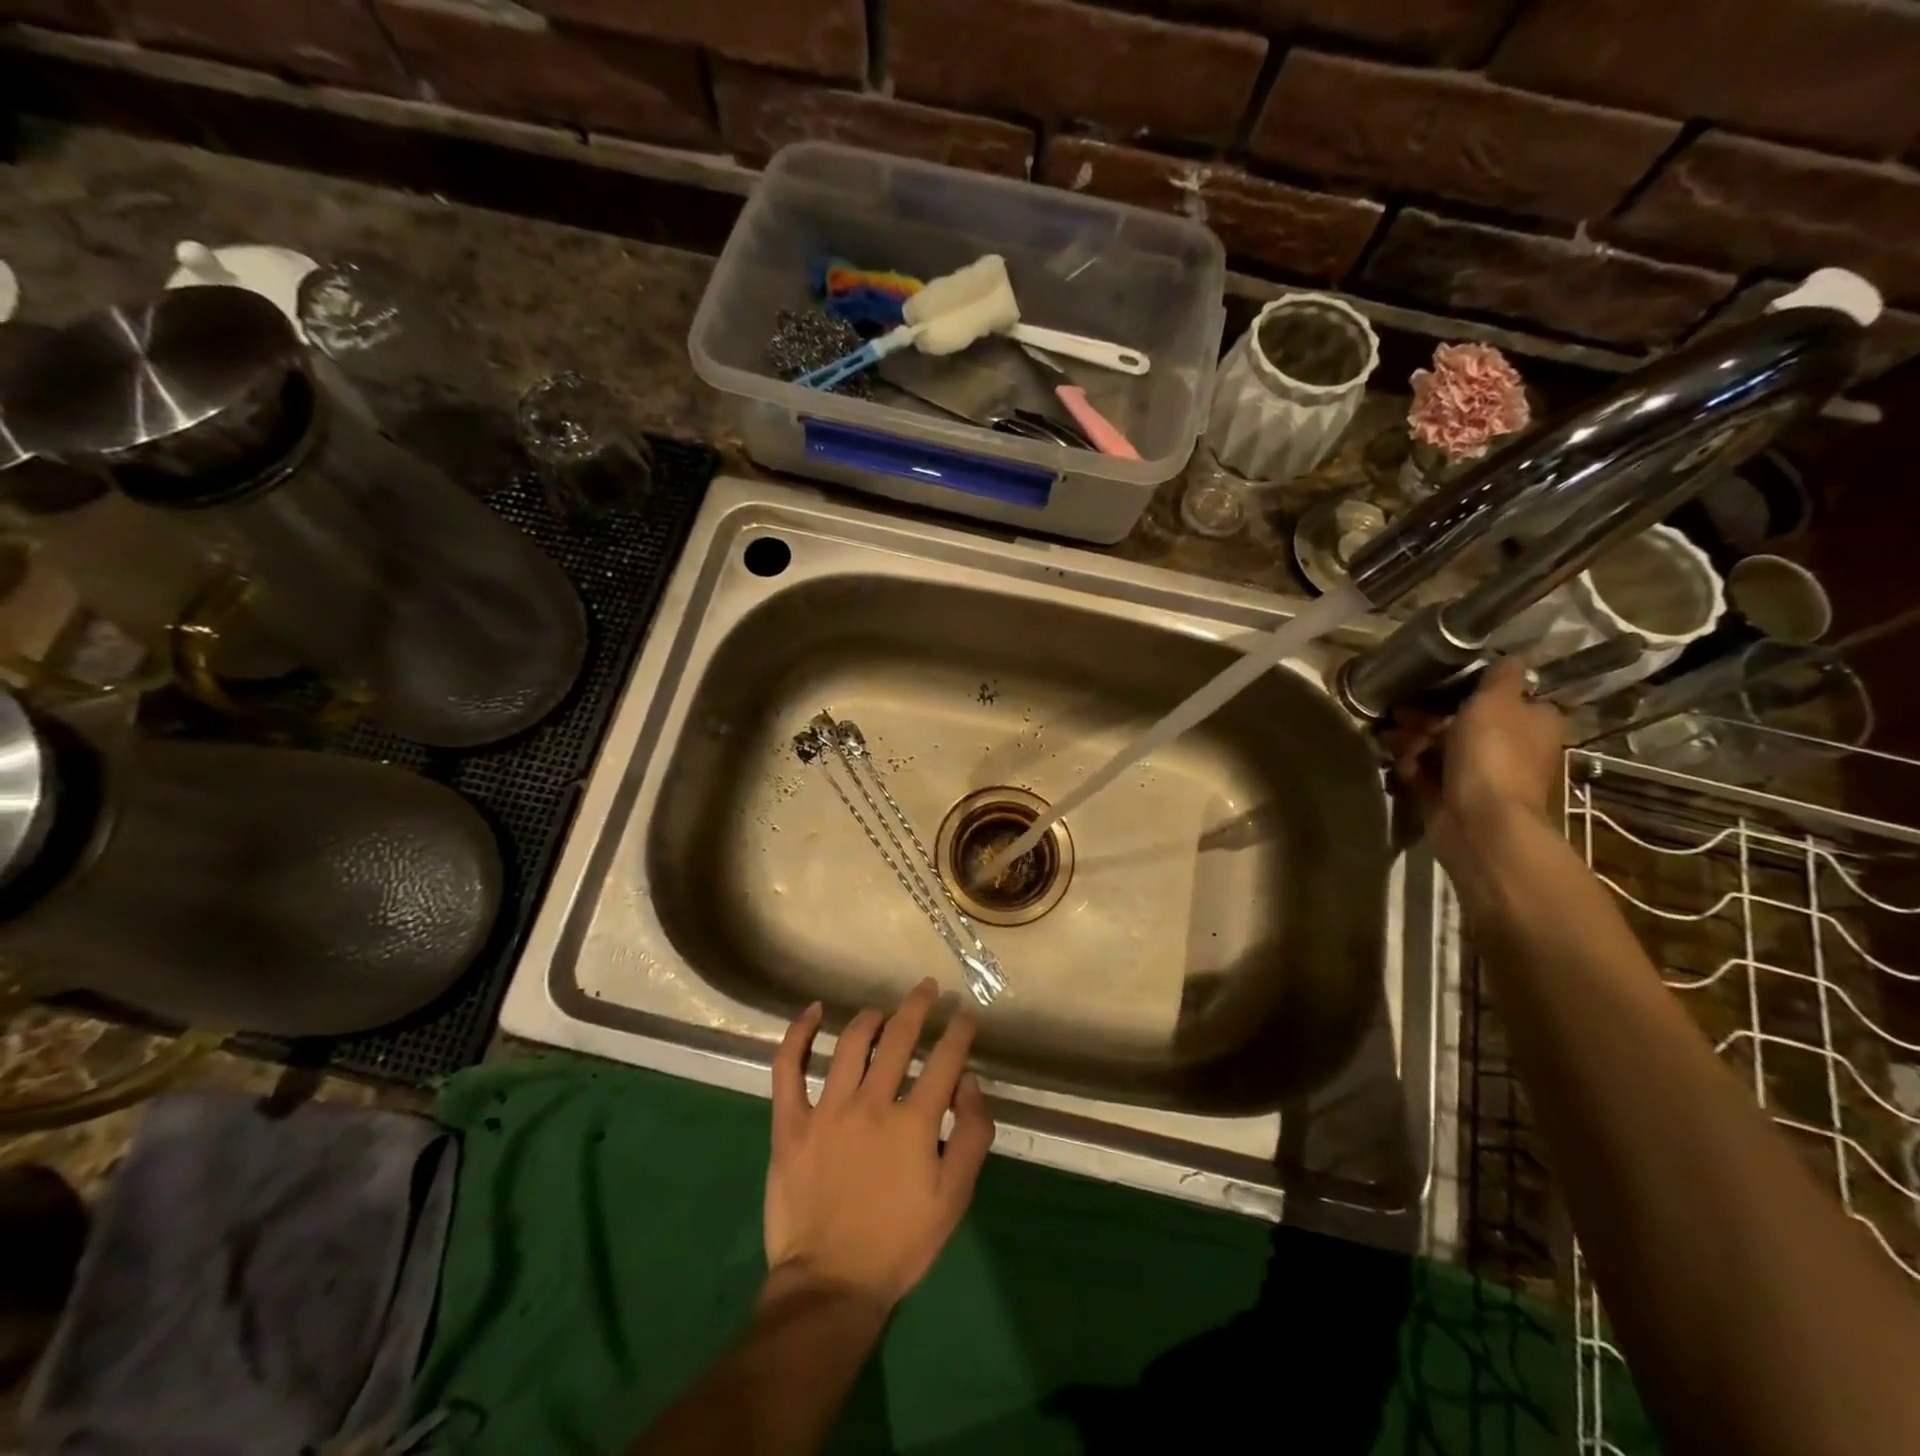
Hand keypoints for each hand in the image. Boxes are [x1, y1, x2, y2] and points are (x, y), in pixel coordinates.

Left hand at [763, 979, 993, 1315]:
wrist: (831, 1285)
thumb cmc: (899, 1243)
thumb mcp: (954, 1198)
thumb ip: (970, 1134)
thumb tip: (967, 1081)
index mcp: (914, 1123)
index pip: (944, 1060)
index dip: (958, 1031)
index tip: (964, 1014)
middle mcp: (871, 1104)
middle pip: (899, 1038)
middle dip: (918, 1006)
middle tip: (927, 988)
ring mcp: (826, 1110)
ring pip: (850, 1044)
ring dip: (870, 1018)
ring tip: (881, 1012)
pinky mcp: (789, 1124)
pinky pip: (788, 1068)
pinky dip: (798, 1034)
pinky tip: (812, 1012)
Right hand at [1382, 656, 1565, 865]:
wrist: (1480, 820)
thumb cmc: (1493, 754)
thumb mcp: (1497, 701)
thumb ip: (1502, 677)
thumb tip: (1513, 657)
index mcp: (1533, 722)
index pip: (1506, 697)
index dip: (1471, 690)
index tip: (1439, 685)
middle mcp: (1512, 747)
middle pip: (1465, 722)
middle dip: (1428, 717)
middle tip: (1399, 713)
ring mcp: (1482, 774)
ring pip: (1440, 747)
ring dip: (1412, 741)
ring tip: (1389, 740)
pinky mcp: (1453, 796)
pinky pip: (1427, 774)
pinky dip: (1411, 767)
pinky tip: (1398, 765)